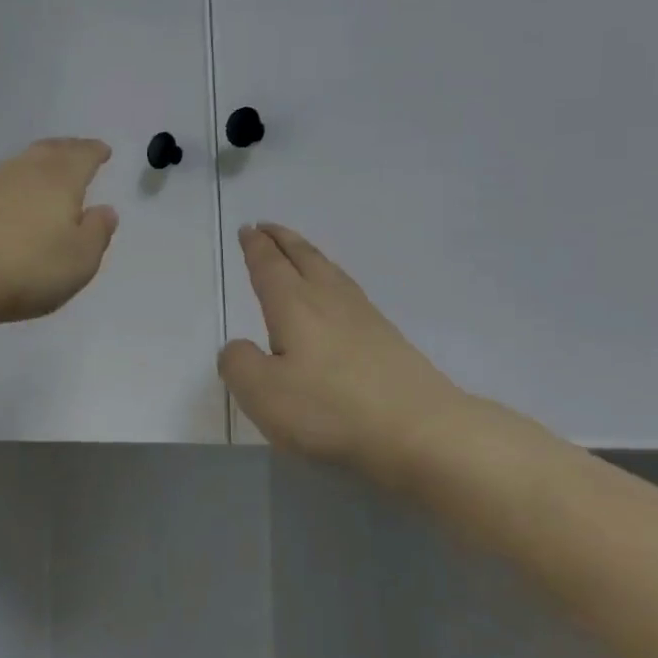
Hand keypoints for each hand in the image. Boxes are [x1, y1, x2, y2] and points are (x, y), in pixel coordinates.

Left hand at [0, 139, 119, 327]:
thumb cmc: (25, 268)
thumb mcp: (79, 260)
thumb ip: (97, 233)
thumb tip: (105, 211)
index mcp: (59, 180)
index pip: (82, 156)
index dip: (94, 152)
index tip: (103, 151)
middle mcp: (22, 171)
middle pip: (48, 151)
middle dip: (66, 150)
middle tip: (76, 151)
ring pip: (18, 165)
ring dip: (35, 166)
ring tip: (44, 175)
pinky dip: (9, 187)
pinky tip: (7, 201)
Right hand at [218, 224, 543, 490]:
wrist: (419, 430)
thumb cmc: (331, 410)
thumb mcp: (263, 394)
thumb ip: (239, 364)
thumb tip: (238, 347)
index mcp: (294, 306)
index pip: (269, 266)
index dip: (256, 247)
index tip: (247, 229)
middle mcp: (329, 300)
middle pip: (303, 258)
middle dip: (282, 240)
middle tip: (266, 226)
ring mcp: (364, 317)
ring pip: (330, 271)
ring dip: (309, 254)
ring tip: (299, 251)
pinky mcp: (387, 338)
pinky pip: (349, 290)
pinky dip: (333, 278)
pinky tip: (337, 295)